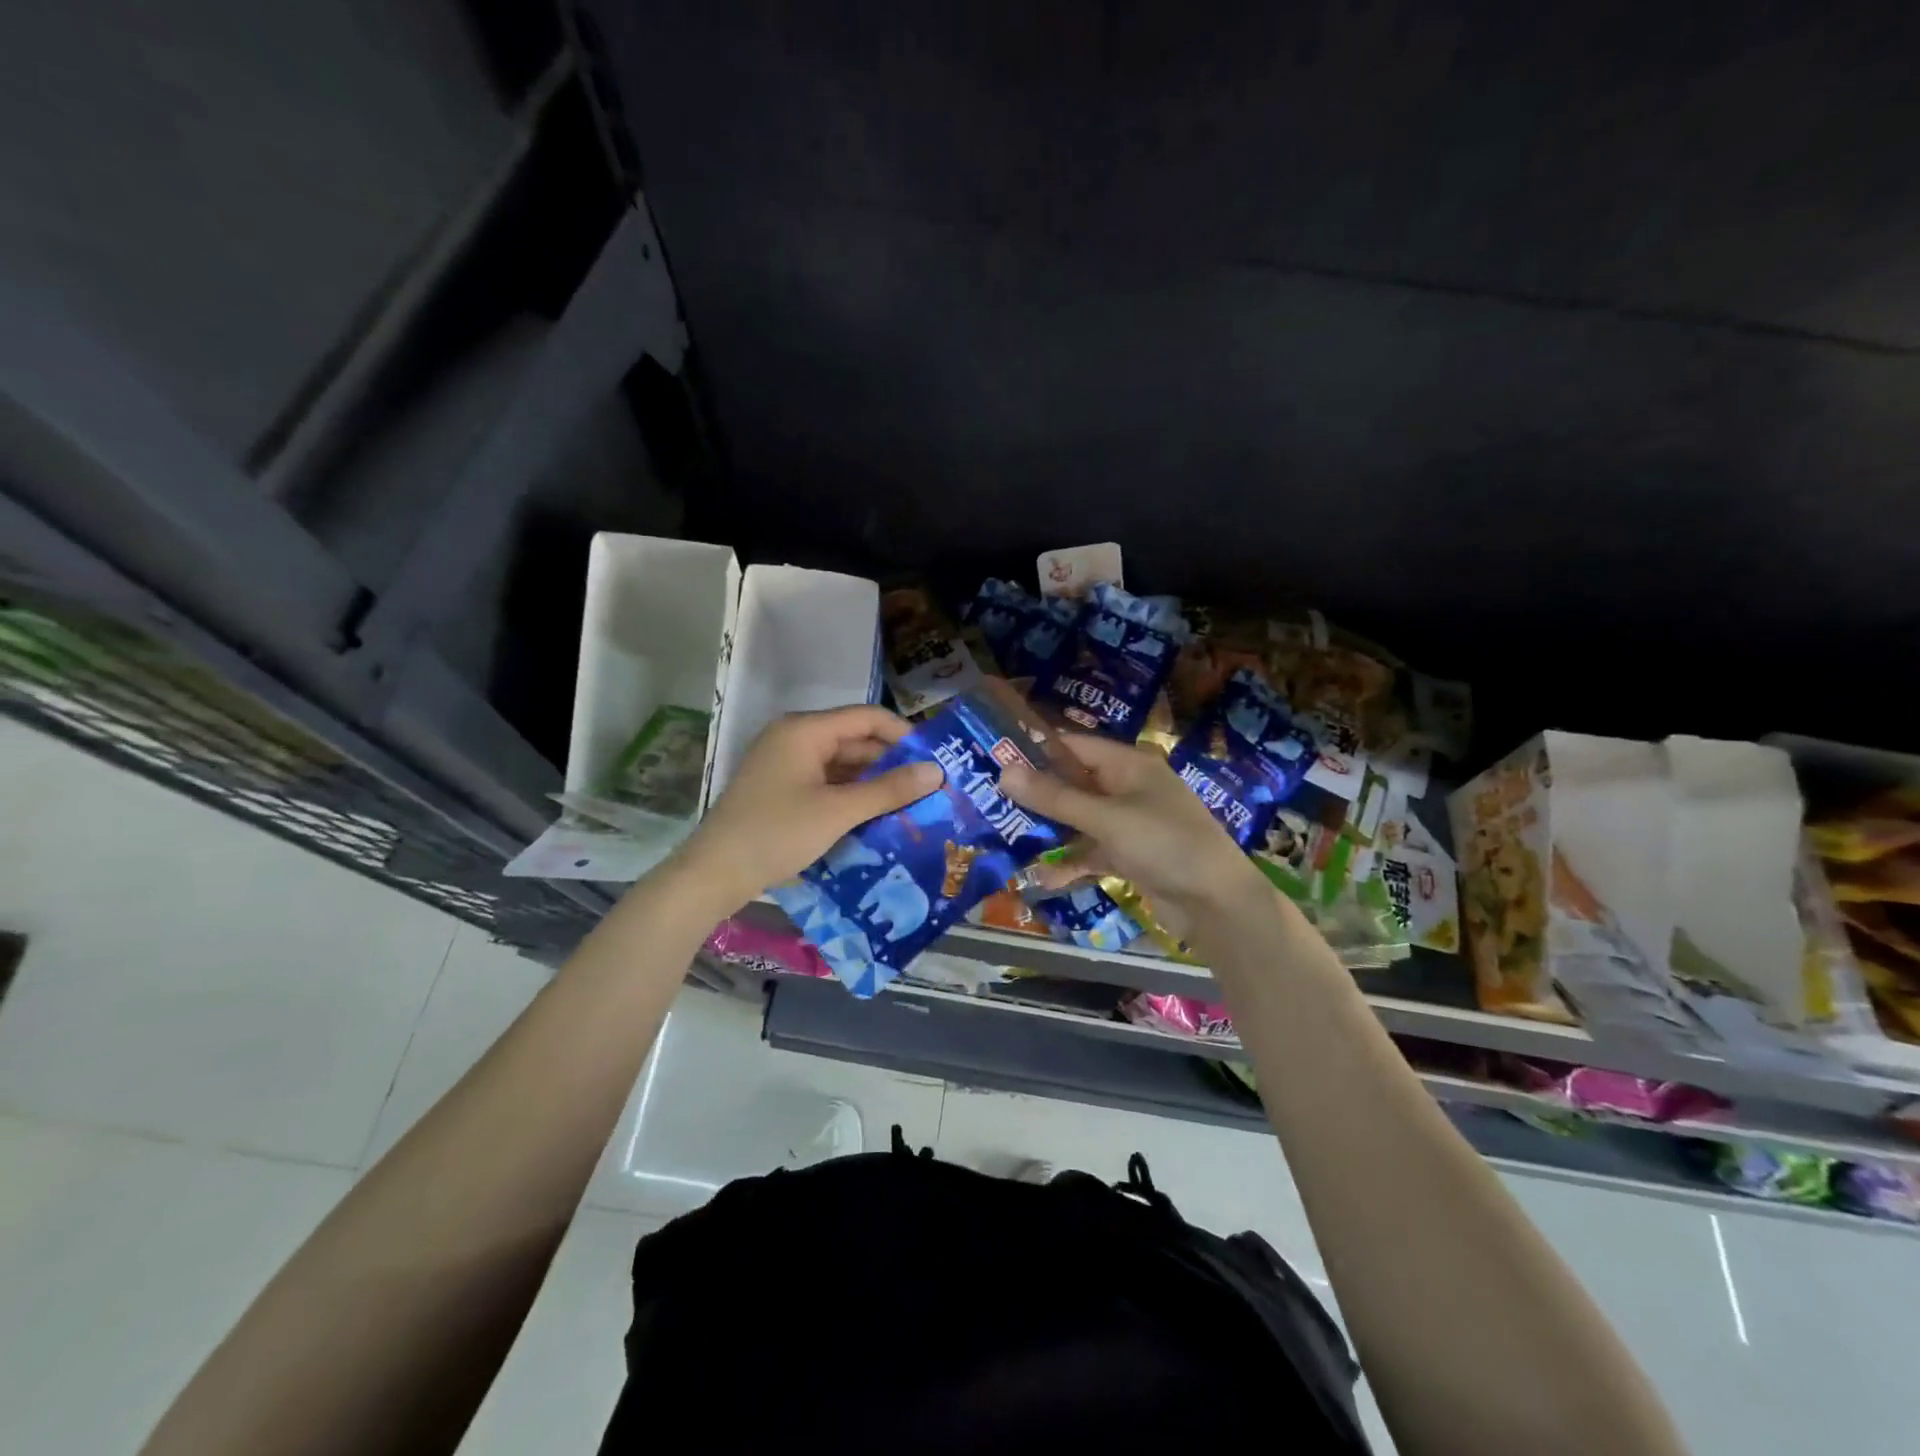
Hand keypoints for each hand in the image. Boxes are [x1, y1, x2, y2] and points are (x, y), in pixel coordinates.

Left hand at [676, 705, 941, 911]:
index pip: (866, 717)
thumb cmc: (776, 834)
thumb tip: (936, 772)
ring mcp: (786, 765)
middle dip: (892, 763)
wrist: (713, 875)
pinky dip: (852, 796)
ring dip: (874, 783)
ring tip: (911, 804)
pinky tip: (877, 817)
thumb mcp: (838, 812)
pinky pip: (827, 783)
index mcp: (805, 730)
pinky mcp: (782, 790)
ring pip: (842, 765)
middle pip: (855, 740)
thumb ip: (888, 790)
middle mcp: (795, 738)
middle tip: (930, 787)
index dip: (903, 734)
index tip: (936, 758)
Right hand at [998, 733, 1269, 925]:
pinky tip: (1042, 878)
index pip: (1074, 745)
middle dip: (1036, 793)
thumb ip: (1055, 797)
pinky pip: (1091, 852)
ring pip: (1079, 819)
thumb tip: (1004, 771)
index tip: (994, 754)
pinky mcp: (1130, 855)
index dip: (1036, 748)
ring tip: (1004, 836)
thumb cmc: (1164, 844)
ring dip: (1049, 830)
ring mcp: (1129, 823)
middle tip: (990, 798)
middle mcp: (1127, 788)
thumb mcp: (1106, 818)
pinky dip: (1070, 862)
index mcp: (1128, 765)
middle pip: (1073, 782)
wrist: (1217, 903)